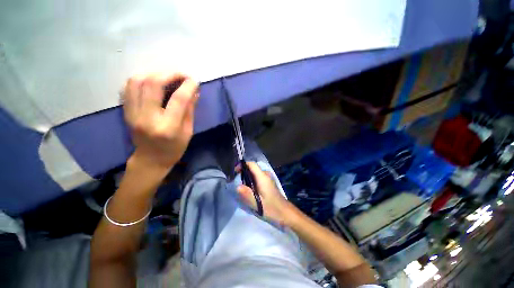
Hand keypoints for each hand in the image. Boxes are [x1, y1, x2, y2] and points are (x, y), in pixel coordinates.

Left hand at [122, 73, 198, 170]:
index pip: (178, 99)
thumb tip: (194, 92)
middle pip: (153, 84)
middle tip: (182, 74)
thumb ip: (190, 111)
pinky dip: (142, 78)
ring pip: (137, 81)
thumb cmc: (174, 149)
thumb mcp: (188, 132)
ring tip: (168, 75)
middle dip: (170, 73)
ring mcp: (132, 113)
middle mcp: (147, 118)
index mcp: (168, 127)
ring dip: (155, 72)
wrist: (150, 160)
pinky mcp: (126, 111)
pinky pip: (129, 87)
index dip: (188, 86)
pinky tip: (153, 80)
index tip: (195, 80)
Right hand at [237, 162, 295, 224]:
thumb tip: (237, 187)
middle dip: (243, 173)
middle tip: (236, 182)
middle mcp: (265, 175)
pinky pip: (257, 178)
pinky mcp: (268, 183)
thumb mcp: (258, 204)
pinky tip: (249, 191)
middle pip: (252, 168)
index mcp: (263, 177)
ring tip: (241, 188)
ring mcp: (267, 179)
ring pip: (254, 174)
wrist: (285, 213)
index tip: (235, 172)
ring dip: (246, 178)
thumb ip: (247, 195)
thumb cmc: (272, 208)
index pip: (252, 164)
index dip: (242, 165)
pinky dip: (251, 181)